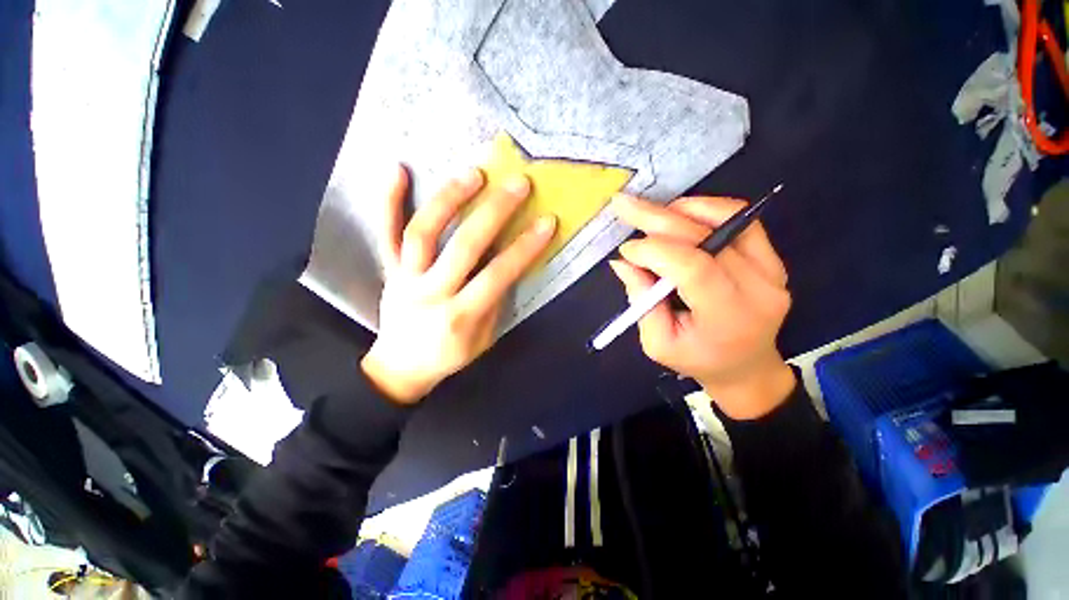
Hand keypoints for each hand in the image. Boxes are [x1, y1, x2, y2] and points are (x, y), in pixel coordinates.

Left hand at [361, 165, 556, 403]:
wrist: (399, 368)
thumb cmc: (448, 356)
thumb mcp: (482, 339)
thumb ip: (494, 302)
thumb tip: (507, 264)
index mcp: (460, 317)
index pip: (498, 275)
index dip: (525, 247)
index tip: (547, 222)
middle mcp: (431, 293)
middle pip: (463, 246)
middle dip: (494, 212)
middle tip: (517, 184)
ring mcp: (405, 278)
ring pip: (423, 232)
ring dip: (449, 199)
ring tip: (473, 173)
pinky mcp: (388, 270)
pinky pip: (385, 233)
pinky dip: (388, 200)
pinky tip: (397, 169)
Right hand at [609, 195, 795, 419]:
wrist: (747, 368)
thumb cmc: (697, 360)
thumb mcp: (657, 343)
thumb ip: (641, 300)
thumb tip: (622, 262)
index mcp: (727, 317)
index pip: (693, 268)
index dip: (654, 251)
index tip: (626, 251)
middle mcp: (758, 288)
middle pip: (706, 238)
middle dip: (657, 219)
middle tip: (624, 206)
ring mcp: (771, 269)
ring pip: (726, 219)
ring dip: (681, 211)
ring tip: (650, 214)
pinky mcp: (772, 258)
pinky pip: (741, 219)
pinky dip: (706, 209)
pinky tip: (679, 214)